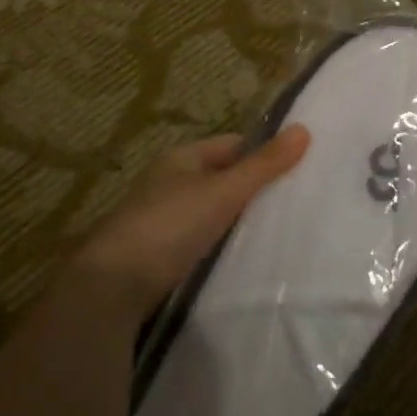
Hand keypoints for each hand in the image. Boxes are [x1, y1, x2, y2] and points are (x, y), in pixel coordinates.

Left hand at [72, 127, 310, 318]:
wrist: (112, 286)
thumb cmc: (170, 226)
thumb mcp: (223, 192)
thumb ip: (263, 165)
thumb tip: (304, 129)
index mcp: (183, 158)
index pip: (233, 145)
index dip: (264, 153)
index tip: (299, 169)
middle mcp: (171, 182)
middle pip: (223, 177)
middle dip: (254, 188)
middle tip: (296, 202)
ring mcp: (163, 218)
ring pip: (213, 210)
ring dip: (238, 218)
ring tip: (278, 231)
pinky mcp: (160, 253)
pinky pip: (202, 238)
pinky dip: (222, 243)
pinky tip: (243, 257)